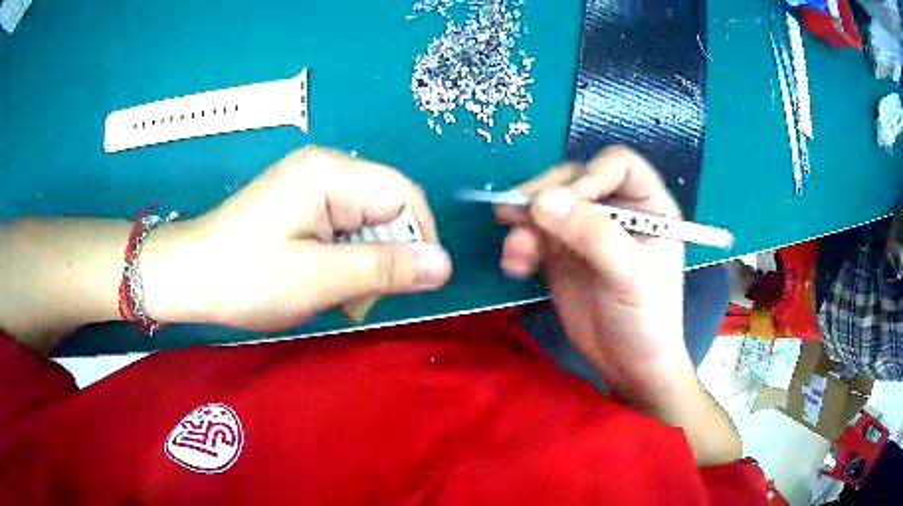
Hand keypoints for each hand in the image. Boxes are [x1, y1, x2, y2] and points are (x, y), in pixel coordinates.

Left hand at [141, 147, 451, 330]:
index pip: (405, 195)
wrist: (188, 277)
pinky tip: (324, 282)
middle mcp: (327, 168)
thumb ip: (384, 268)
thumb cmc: (245, 277)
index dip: (416, 240)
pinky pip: (345, 229)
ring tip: (336, 297)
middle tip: (356, 300)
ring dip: (364, 264)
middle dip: (385, 257)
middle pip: (388, 208)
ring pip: (368, 223)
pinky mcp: (302, 204)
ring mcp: (312, 185)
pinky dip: (344, 261)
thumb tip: (445, 264)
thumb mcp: (318, 279)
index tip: (404, 286)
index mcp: (331, 173)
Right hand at [497, 147, 695, 401]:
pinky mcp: (562, 256)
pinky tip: (516, 266)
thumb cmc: (649, 321)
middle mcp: (616, 211)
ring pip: (548, 206)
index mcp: (648, 206)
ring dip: (524, 222)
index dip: (590, 176)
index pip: (617, 166)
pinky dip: (519, 246)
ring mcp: (586, 233)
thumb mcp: (630, 277)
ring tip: (515, 252)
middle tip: (516, 214)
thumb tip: (541, 202)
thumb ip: (592, 236)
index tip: (565, 203)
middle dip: (545, 196)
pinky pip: (534, 237)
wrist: (630, 368)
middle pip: (575, 179)